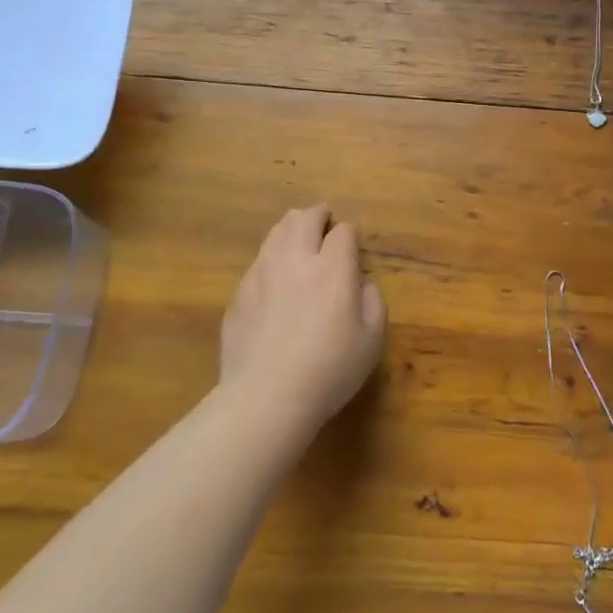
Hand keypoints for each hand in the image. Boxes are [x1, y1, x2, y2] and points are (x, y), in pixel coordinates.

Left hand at [220, 205, 386, 438]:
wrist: (265, 397)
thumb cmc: (329, 370)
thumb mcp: (372, 340)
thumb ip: (373, 303)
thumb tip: (362, 284)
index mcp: (333, 268)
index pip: (343, 232)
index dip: (349, 233)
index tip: (351, 241)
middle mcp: (296, 260)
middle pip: (304, 219)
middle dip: (318, 215)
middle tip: (325, 220)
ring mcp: (262, 274)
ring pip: (276, 233)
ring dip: (291, 228)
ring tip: (298, 234)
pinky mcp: (239, 293)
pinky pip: (258, 261)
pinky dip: (271, 257)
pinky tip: (275, 275)